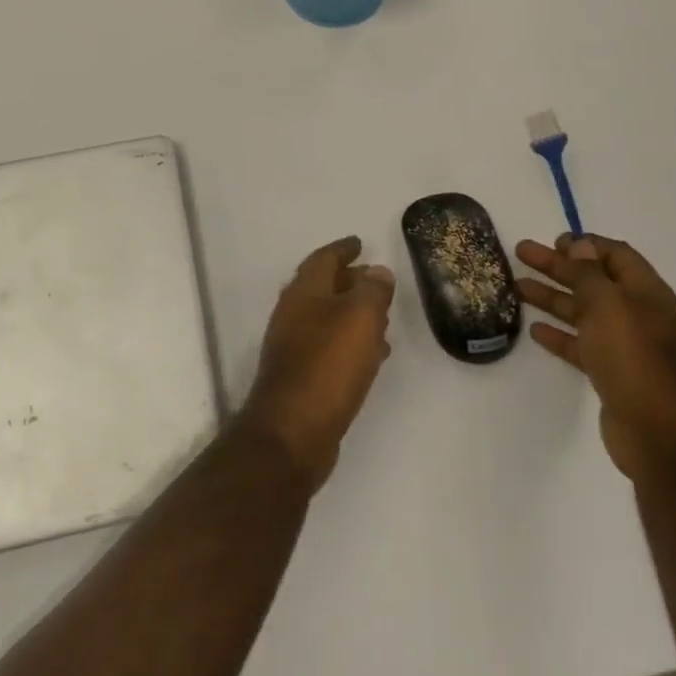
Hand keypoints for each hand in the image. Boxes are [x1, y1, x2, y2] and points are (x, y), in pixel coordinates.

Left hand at [238, 237, 395, 492]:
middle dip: (349, 280)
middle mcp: (294, 314)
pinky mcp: (301, 376)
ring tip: (383, 318)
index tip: (359, 242)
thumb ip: (372, 290)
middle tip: (375, 279)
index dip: (343, 249)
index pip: (324, 258)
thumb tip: (377, 272)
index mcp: (304, 292)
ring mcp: (294, 346)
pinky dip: (350, 342)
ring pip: (327, 318)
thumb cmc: (327, 365)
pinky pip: (330, 346)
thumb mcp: (359, 318)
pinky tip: (373, 355)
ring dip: (352, 313)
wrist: (292, 432)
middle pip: (323, 287)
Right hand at [515, 234, 675, 480]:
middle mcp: (637, 314)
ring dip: (552, 297)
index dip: (585, 244)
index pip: (615, 255)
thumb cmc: (633, 357)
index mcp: (645, 292)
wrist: (657, 432)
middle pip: (592, 280)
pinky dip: (559, 334)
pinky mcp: (611, 372)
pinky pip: (581, 344)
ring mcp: (624, 345)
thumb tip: (580, 245)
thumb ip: (589, 273)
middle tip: (522, 253)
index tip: (553, 241)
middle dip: (557, 266)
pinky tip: (535, 330)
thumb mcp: (608, 305)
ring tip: (517, 286)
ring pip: (583, 311)